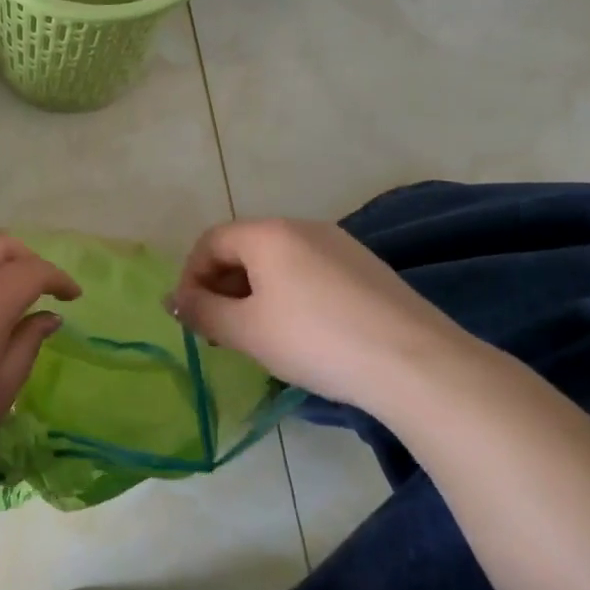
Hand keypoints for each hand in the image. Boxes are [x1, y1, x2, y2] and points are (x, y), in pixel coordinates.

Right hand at [167, 218, 480, 406]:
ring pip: (278, 262)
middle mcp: (303, 227)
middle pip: (244, 248)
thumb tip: (175, 301)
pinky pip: (309, 272)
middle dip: (221, 287)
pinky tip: (300, 333)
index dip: (190, 277)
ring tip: (257, 335)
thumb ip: (202, 312)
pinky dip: (288, 295)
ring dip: (254, 293)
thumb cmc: (315, 340)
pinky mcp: (366, 268)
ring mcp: (340, 244)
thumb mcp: (246, 331)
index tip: (190, 318)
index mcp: (268, 233)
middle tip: (219, 331)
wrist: (414, 362)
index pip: (210, 241)